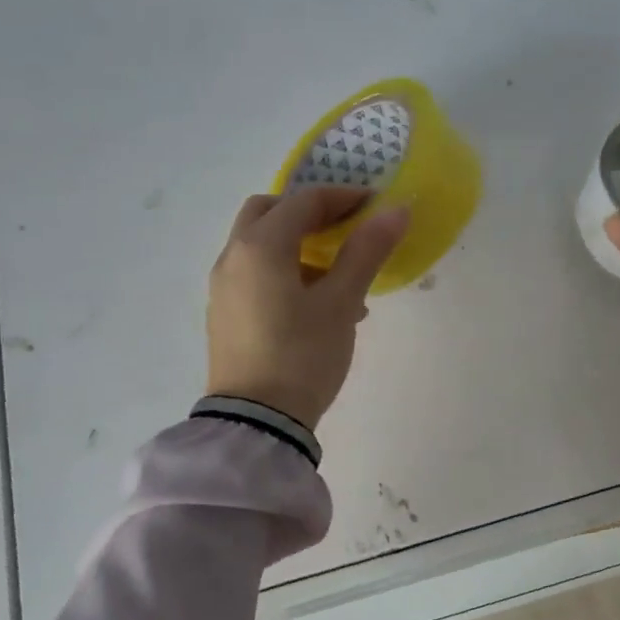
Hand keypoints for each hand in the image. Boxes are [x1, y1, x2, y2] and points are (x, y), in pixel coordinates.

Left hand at [206, 187, 407, 429]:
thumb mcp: (340, 303)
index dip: (343, 197)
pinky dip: (283, 271)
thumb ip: (366, 252)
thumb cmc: (303, 356)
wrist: (257, 421)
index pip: (304, 201)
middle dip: (307, 213)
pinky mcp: (224, 315)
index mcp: (260, 246)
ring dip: (297, 245)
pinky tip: (315, 307)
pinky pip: (254, 275)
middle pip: (268, 212)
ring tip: (340, 277)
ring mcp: (223, 288)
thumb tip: (396, 210)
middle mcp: (233, 258)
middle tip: (344, 229)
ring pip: (259, 246)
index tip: (376, 205)